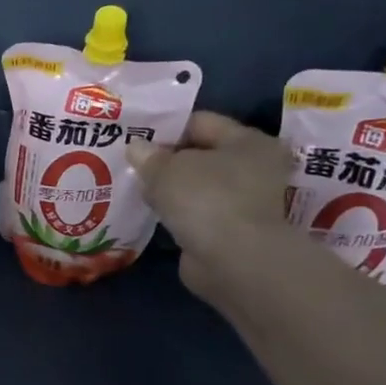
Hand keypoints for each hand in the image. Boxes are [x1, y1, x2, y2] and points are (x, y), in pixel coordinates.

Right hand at [126, 111, 292, 303]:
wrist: (234, 262)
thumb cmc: (206, 199)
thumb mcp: (166, 169)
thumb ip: (148, 156)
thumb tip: (136, 147)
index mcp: (247, 141)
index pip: (200, 122)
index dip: (166, 128)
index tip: (136, 138)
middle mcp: (254, 168)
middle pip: (200, 155)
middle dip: (167, 160)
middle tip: (132, 164)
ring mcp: (245, 202)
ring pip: (198, 186)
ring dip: (171, 189)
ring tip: (137, 189)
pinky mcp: (231, 231)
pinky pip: (197, 213)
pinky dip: (178, 214)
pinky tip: (153, 214)